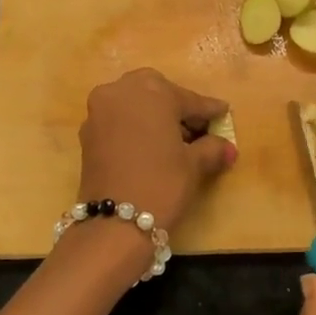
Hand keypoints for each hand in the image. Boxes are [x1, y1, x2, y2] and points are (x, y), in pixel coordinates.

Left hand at [76, 68, 236, 232]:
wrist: (114, 223)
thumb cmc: (162, 184)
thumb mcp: (194, 165)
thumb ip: (212, 148)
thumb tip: (227, 147)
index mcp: (152, 91)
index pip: (189, 100)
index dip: (209, 111)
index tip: (223, 113)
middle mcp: (121, 91)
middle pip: (157, 93)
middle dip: (177, 107)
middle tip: (196, 128)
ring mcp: (99, 111)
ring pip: (134, 104)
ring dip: (154, 115)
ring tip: (175, 140)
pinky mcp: (87, 133)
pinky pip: (118, 120)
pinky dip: (135, 127)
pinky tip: (151, 147)